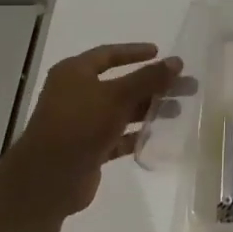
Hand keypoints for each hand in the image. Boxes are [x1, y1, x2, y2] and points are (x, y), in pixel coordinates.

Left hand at [0, 44, 181, 218]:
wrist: (47, 179)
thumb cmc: (79, 125)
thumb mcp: (117, 96)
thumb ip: (148, 78)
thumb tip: (178, 61)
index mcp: (74, 73)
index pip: (109, 54)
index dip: (134, 52)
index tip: (160, 53)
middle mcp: (77, 94)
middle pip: (122, 84)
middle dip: (153, 84)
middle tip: (184, 85)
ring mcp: (82, 123)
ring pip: (122, 110)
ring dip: (149, 109)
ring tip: (179, 110)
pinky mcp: (89, 148)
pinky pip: (118, 136)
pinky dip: (137, 134)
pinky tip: (159, 134)